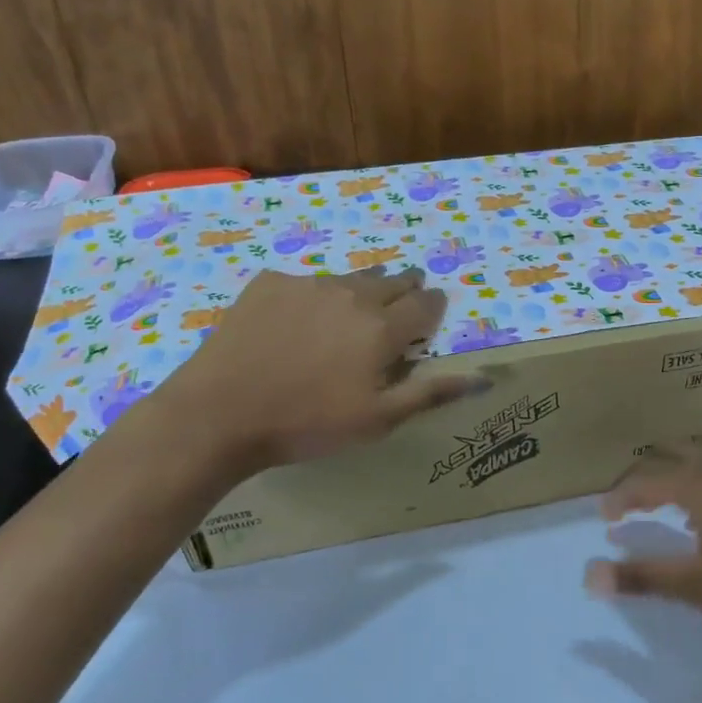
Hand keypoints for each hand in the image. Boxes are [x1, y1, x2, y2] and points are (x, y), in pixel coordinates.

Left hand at [146, 268, 489, 472]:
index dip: (433, 306)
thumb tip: (481, 377)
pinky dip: (313, 296)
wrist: (220, 413)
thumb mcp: (377, 420)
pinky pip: (304, 283)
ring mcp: (308, 284)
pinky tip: (298, 319)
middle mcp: (352, 294)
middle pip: (391, 282)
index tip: (433, 309)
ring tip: (354, 308)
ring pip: (349, 279)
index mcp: (382, 327)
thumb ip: (430, 393)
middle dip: (404, 289)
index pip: (424, 305)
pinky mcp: (269, 283)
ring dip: (361, 290)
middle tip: (403, 300)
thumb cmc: (307, 424)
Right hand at [585, 448, 701, 645]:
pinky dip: (696, 481)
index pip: (645, 480)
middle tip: (623, 504)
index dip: (619, 497)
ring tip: (658, 503)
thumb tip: (589, 575)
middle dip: (641, 476)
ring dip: (670, 475)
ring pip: (698, 461)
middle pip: (669, 457)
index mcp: (700, 483)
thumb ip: (644, 577)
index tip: (602, 518)